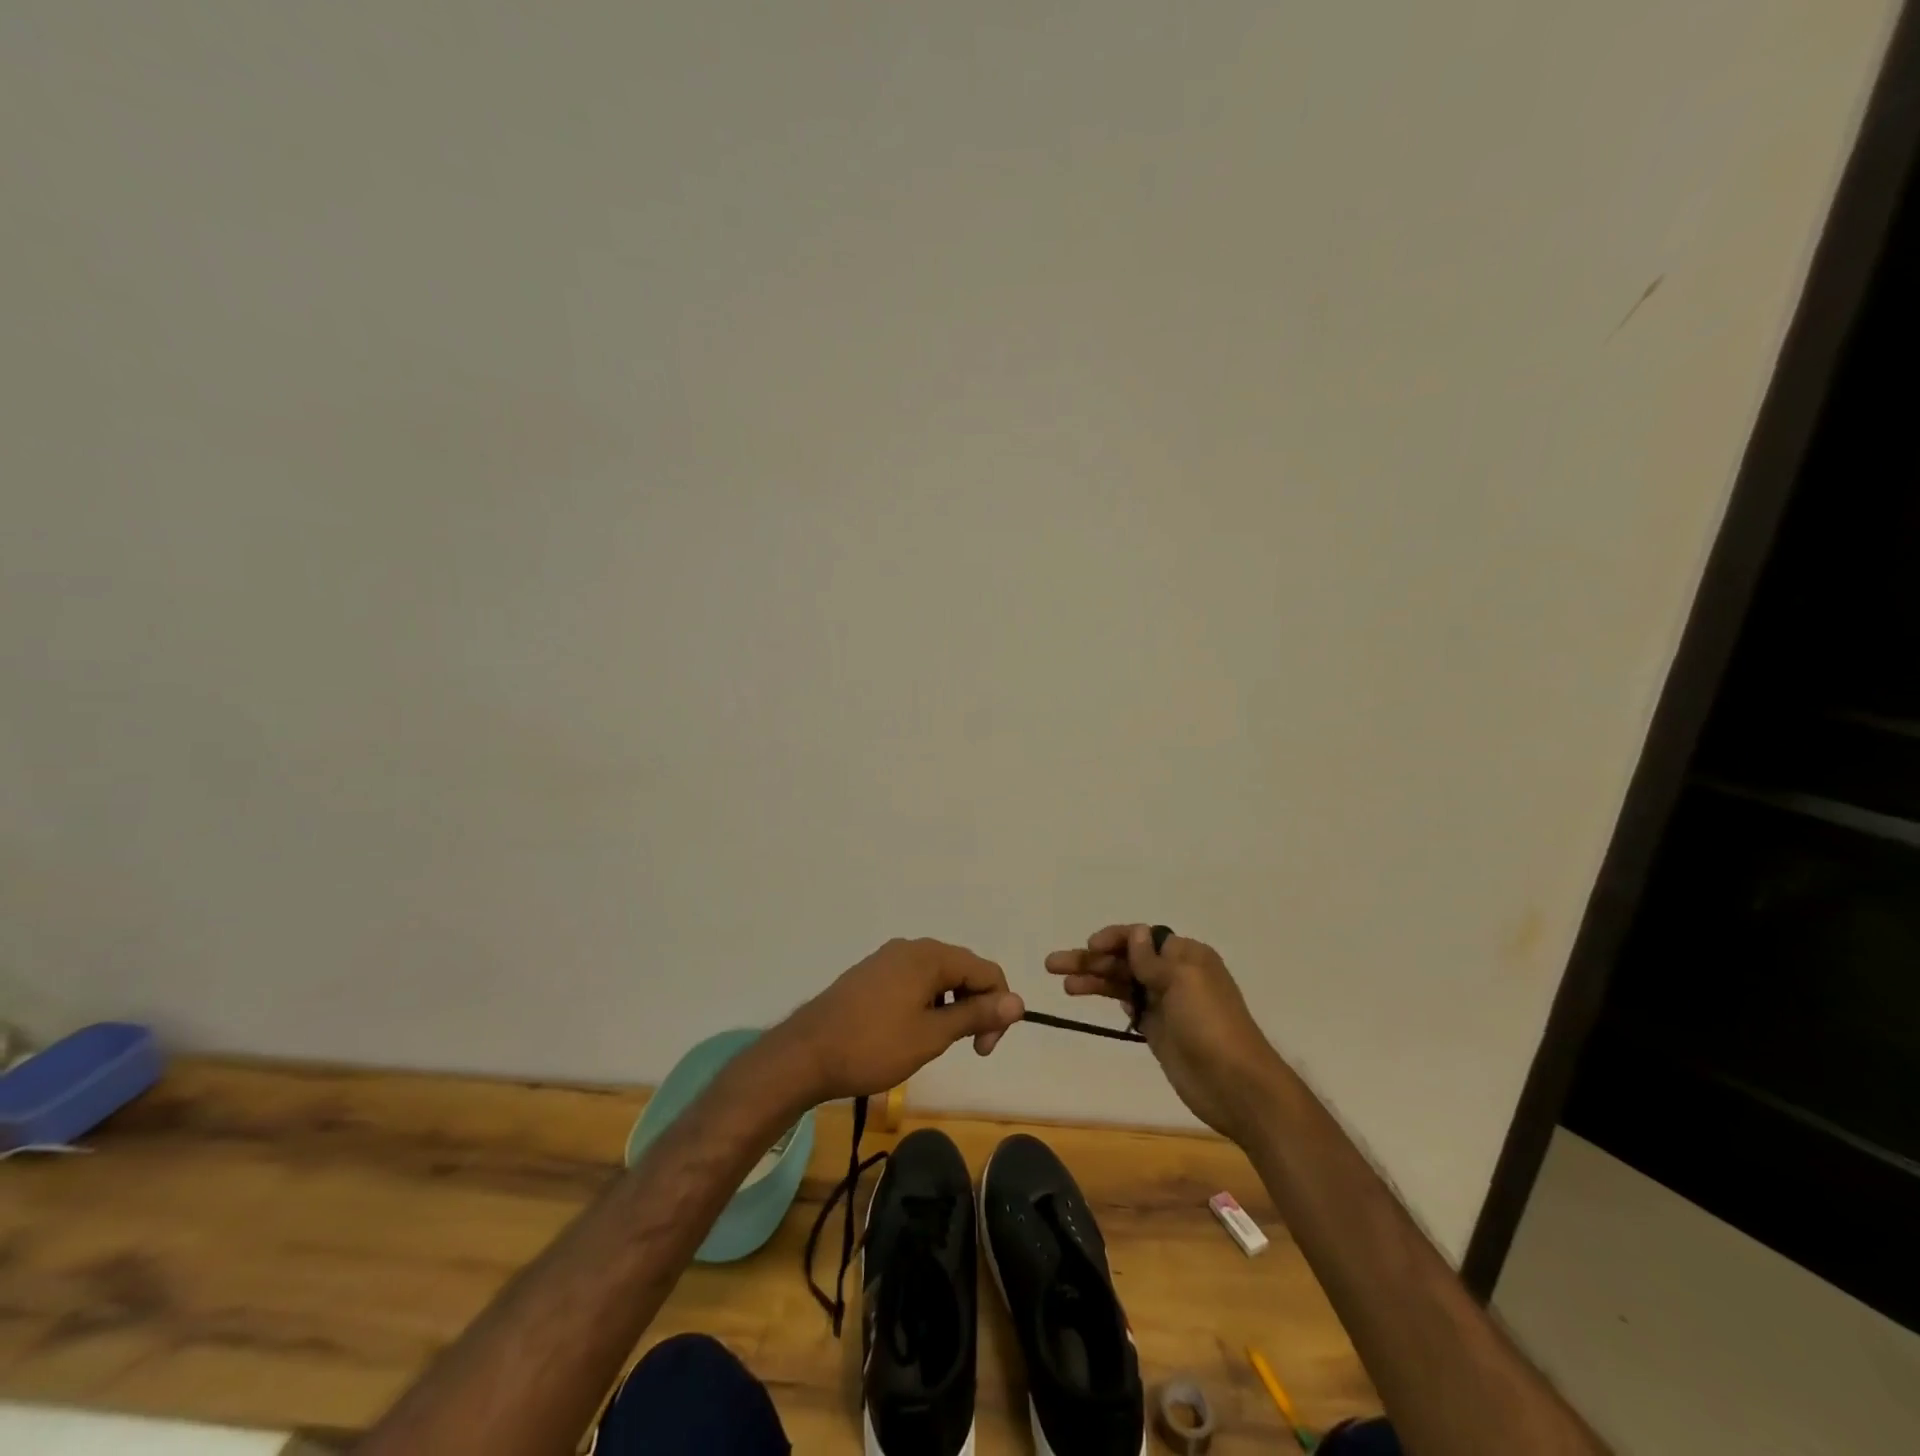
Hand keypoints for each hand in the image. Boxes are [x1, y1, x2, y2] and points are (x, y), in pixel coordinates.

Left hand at [771, 938, 1025, 1103]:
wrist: (805, 1054)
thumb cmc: (873, 1046)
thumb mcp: (932, 1035)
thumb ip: (976, 1014)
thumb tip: (1018, 1001)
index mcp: (930, 956)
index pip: (986, 971)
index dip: (998, 1008)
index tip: (984, 1049)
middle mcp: (911, 947)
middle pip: (963, 969)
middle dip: (975, 1006)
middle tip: (968, 1048)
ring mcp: (887, 958)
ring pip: (938, 976)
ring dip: (950, 1006)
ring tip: (937, 1043)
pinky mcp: (871, 974)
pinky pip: (914, 981)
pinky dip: (926, 1003)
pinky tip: (912, 1031)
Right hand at [1046, 924, 1284, 1141]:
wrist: (1236, 1085)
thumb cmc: (1211, 1025)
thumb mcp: (1183, 982)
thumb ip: (1152, 960)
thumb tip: (1136, 933)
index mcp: (1186, 956)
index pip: (1142, 937)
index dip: (1114, 938)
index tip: (1089, 946)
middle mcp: (1174, 975)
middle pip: (1126, 960)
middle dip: (1092, 959)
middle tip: (1054, 965)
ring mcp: (1165, 1004)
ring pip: (1123, 983)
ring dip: (1094, 980)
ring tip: (1063, 984)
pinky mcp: (1157, 1030)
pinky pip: (1129, 1007)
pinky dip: (1109, 999)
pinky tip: (1087, 998)